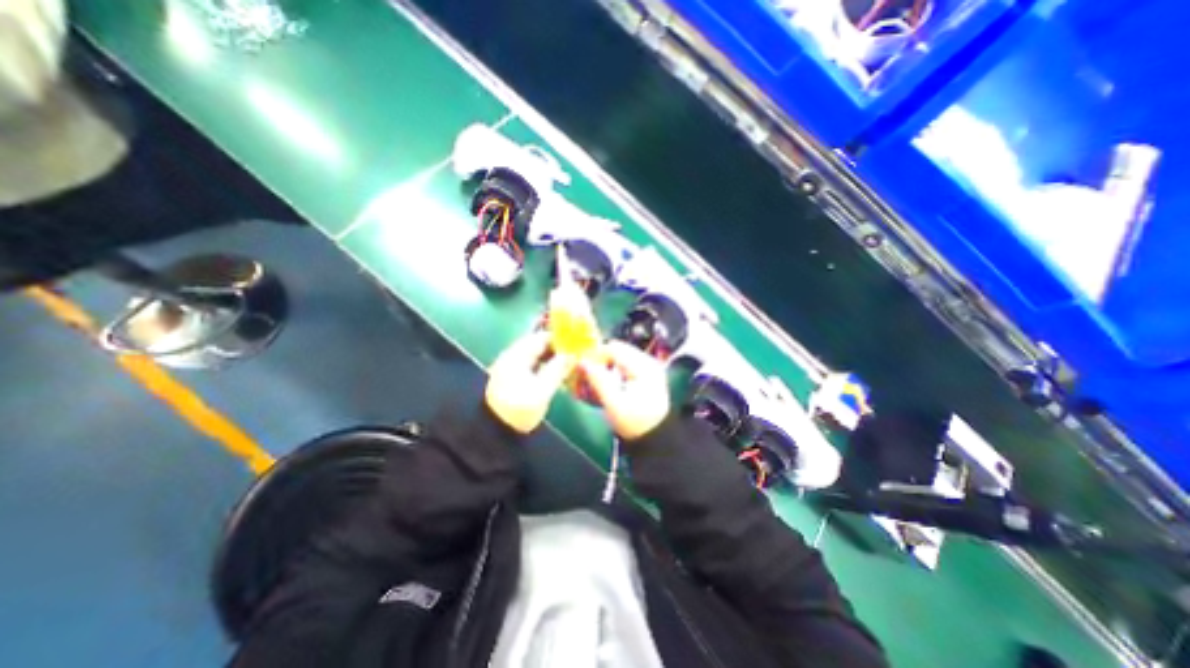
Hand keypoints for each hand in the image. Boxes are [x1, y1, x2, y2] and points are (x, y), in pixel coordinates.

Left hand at [484, 331, 575, 433]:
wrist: (494, 432)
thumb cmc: (519, 409)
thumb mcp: (542, 391)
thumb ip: (557, 370)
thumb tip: (572, 354)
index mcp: (517, 355)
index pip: (542, 337)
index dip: (560, 339)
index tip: (577, 344)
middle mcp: (512, 356)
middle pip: (538, 345)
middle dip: (557, 348)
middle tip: (576, 355)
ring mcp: (511, 367)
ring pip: (536, 355)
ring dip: (552, 357)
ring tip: (570, 364)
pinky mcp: (512, 378)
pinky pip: (532, 364)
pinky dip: (545, 365)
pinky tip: (556, 373)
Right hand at [579, 341, 666, 441]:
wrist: (655, 439)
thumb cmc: (635, 423)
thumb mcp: (614, 404)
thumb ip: (599, 381)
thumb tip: (582, 362)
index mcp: (644, 366)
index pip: (614, 348)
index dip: (595, 355)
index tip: (581, 368)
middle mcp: (648, 361)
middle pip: (617, 350)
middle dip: (599, 360)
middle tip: (585, 375)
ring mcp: (648, 367)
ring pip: (619, 356)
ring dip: (604, 365)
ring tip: (594, 380)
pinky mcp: (645, 374)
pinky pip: (624, 364)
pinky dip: (612, 370)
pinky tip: (606, 383)